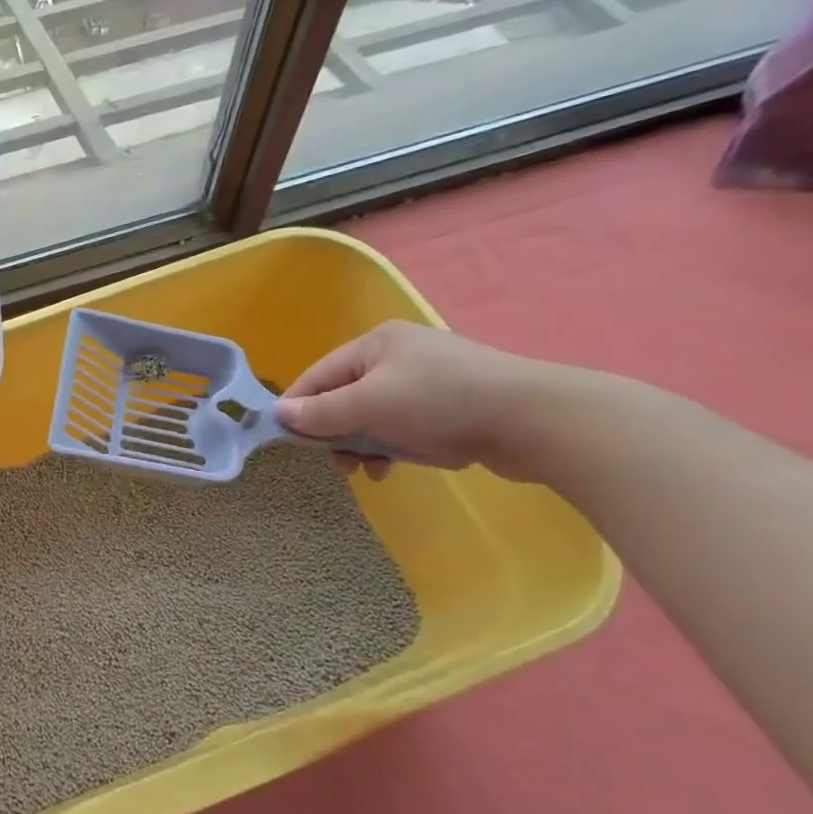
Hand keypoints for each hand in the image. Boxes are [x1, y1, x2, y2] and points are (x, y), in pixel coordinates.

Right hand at [274, 321, 546, 481]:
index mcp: (375, 343)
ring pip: (374, 416)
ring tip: (368, 470)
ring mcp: (428, 380)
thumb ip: (321, 412)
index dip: (299, 407)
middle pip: (345, 396)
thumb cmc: (440, 402)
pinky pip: (404, 426)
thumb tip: (277, 414)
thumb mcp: (369, 405)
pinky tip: (395, 466)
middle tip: (337, 463)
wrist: (535, 419)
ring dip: (364, 444)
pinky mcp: (452, 406)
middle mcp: (398, 355)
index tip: (287, 440)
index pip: (318, 375)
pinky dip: (393, 446)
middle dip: (336, 432)